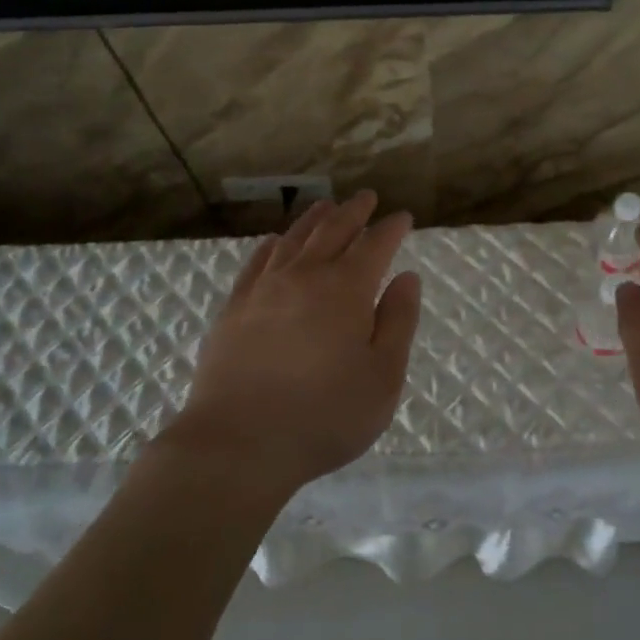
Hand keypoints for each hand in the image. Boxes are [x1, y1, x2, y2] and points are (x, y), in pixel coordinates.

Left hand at [162, 190, 422, 495]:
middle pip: (332, 231)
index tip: (402, 217)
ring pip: (293, 239)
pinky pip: (256, 262)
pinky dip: (270, 245)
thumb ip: (398, 322)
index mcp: (346, 290)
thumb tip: (406, 277)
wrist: (238, 443)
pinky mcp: (234, 308)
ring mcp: (264, 289)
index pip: (374, 245)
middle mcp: (305, 276)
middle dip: (354, 211)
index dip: (391, 228)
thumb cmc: (324, 416)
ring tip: (326, 206)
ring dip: (313, 219)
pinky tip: (274, 241)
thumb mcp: (383, 377)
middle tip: (367, 197)